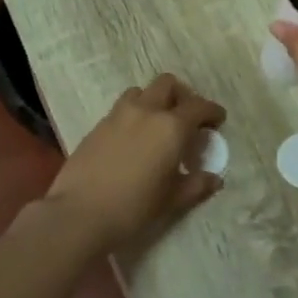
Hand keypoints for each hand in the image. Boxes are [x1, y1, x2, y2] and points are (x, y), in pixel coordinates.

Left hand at [43, 74, 224, 250]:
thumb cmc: (134, 208)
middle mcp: (146, 111)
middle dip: (182, 95)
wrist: (79, 213)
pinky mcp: (97, 125)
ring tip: (158, 124)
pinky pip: (121, 108)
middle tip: (187, 118)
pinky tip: (134, 138)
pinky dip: (134, 114)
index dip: (212, 111)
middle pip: (168, 84)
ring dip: (154, 100)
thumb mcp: (171, 200)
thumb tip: (214, 178)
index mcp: (170, 127)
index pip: (198, 107)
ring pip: (141, 91)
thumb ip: (196, 185)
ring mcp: (118, 115)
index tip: (217, 120)